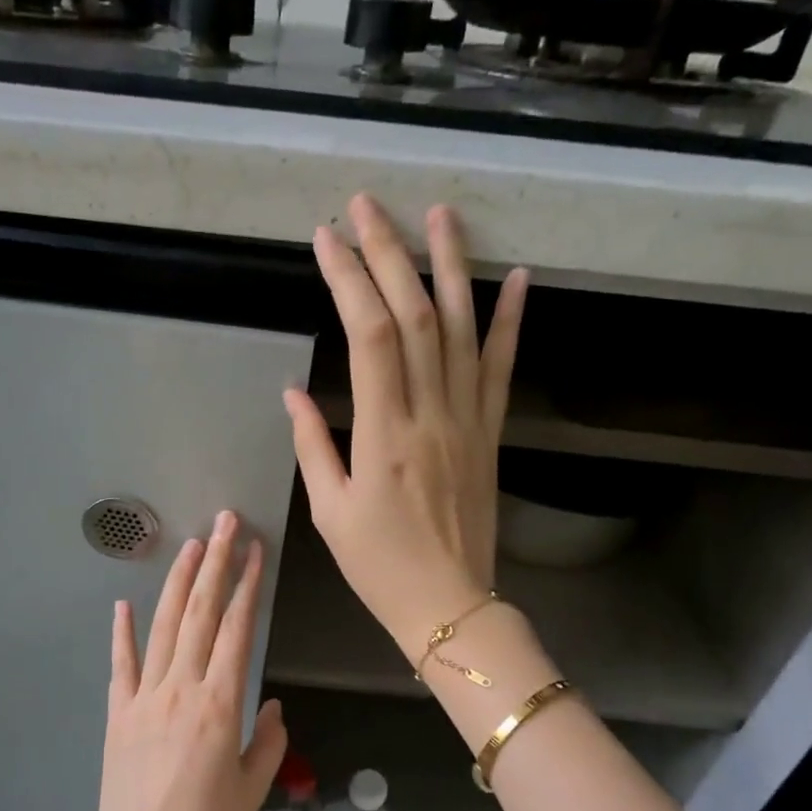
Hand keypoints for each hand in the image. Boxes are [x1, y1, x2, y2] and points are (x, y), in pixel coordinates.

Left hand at [73, 510, 287, 810]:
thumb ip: (267, 738)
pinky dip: (121, 632)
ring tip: (191, 546)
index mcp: (219, 704)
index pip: (237, 629)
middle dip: (215, 563)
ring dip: (178, 583)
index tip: (255, 550)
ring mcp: (143, 698)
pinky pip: (121, 664)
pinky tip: (123, 603)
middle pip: (200, 614)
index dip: (247, 586)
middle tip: (225, 523)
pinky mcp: (118, 714)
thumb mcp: (253, 787)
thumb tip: (270, 703)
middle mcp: (180, 688)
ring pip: (163, 627)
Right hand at [285, 194, 528, 656]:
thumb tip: (295, 391)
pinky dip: (510, 322)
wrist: (448, 604)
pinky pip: (503, 369)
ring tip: (439, 215)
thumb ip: (313, 445)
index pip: (370, 336)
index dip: (348, 280)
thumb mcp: (330, 511)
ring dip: (451, 267)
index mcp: (383, 435)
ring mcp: (469, 421)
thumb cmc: (379, 565)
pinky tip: (516, 278)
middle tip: (368, 206)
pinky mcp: (491, 434)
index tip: (326, 239)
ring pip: (463, 329)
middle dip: (389, 254)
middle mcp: (431, 415)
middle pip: (416, 316)